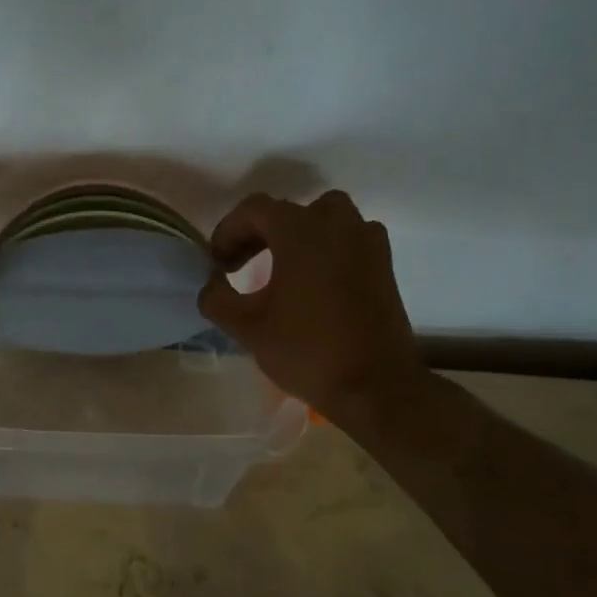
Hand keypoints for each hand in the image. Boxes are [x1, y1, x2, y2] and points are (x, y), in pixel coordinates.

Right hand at [198, 190, 427, 427]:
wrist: (376, 387)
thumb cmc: (307, 351)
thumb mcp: (246, 327)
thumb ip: (217, 298)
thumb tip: (212, 283)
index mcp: (301, 231)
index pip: (253, 209)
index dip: (228, 232)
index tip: (218, 265)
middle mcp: (337, 224)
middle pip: (288, 211)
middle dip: (258, 233)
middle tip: (240, 266)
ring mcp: (366, 242)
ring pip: (324, 218)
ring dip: (297, 235)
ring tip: (280, 267)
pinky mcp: (384, 264)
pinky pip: (349, 239)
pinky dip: (327, 248)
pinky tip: (315, 281)